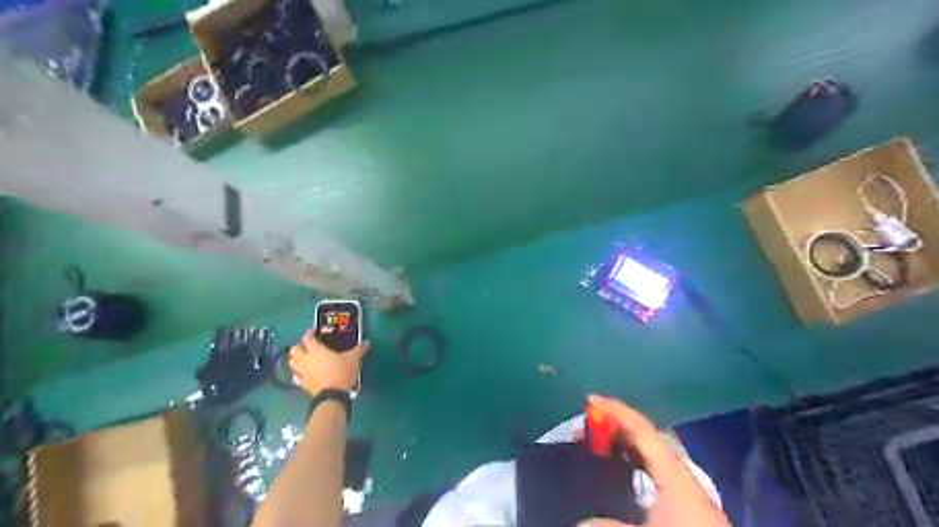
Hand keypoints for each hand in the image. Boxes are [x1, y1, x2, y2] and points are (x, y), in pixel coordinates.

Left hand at [288, 328, 368, 394]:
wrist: (333, 396)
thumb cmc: (342, 372)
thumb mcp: (354, 359)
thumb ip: (359, 349)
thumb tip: (367, 342)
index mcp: (316, 350)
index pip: (307, 338)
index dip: (309, 333)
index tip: (314, 331)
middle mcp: (306, 359)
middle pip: (295, 350)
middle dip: (299, 346)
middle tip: (308, 346)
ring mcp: (303, 373)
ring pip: (292, 363)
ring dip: (295, 359)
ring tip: (304, 359)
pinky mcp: (303, 385)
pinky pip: (296, 378)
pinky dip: (297, 375)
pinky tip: (303, 375)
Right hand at [572, 395, 733, 526]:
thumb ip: (607, 525)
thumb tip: (582, 522)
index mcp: (674, 473)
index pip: (642, 430)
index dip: (616, 412)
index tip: (591, 400)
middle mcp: (683, 475)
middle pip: (648, 438)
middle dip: (618, 427)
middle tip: (588, 427)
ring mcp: (689, 492)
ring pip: (653, 456)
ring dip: (626, 445)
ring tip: (601, 446)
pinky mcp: (690, 510)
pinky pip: (657, 473)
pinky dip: (636, 463)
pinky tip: (625, 476)